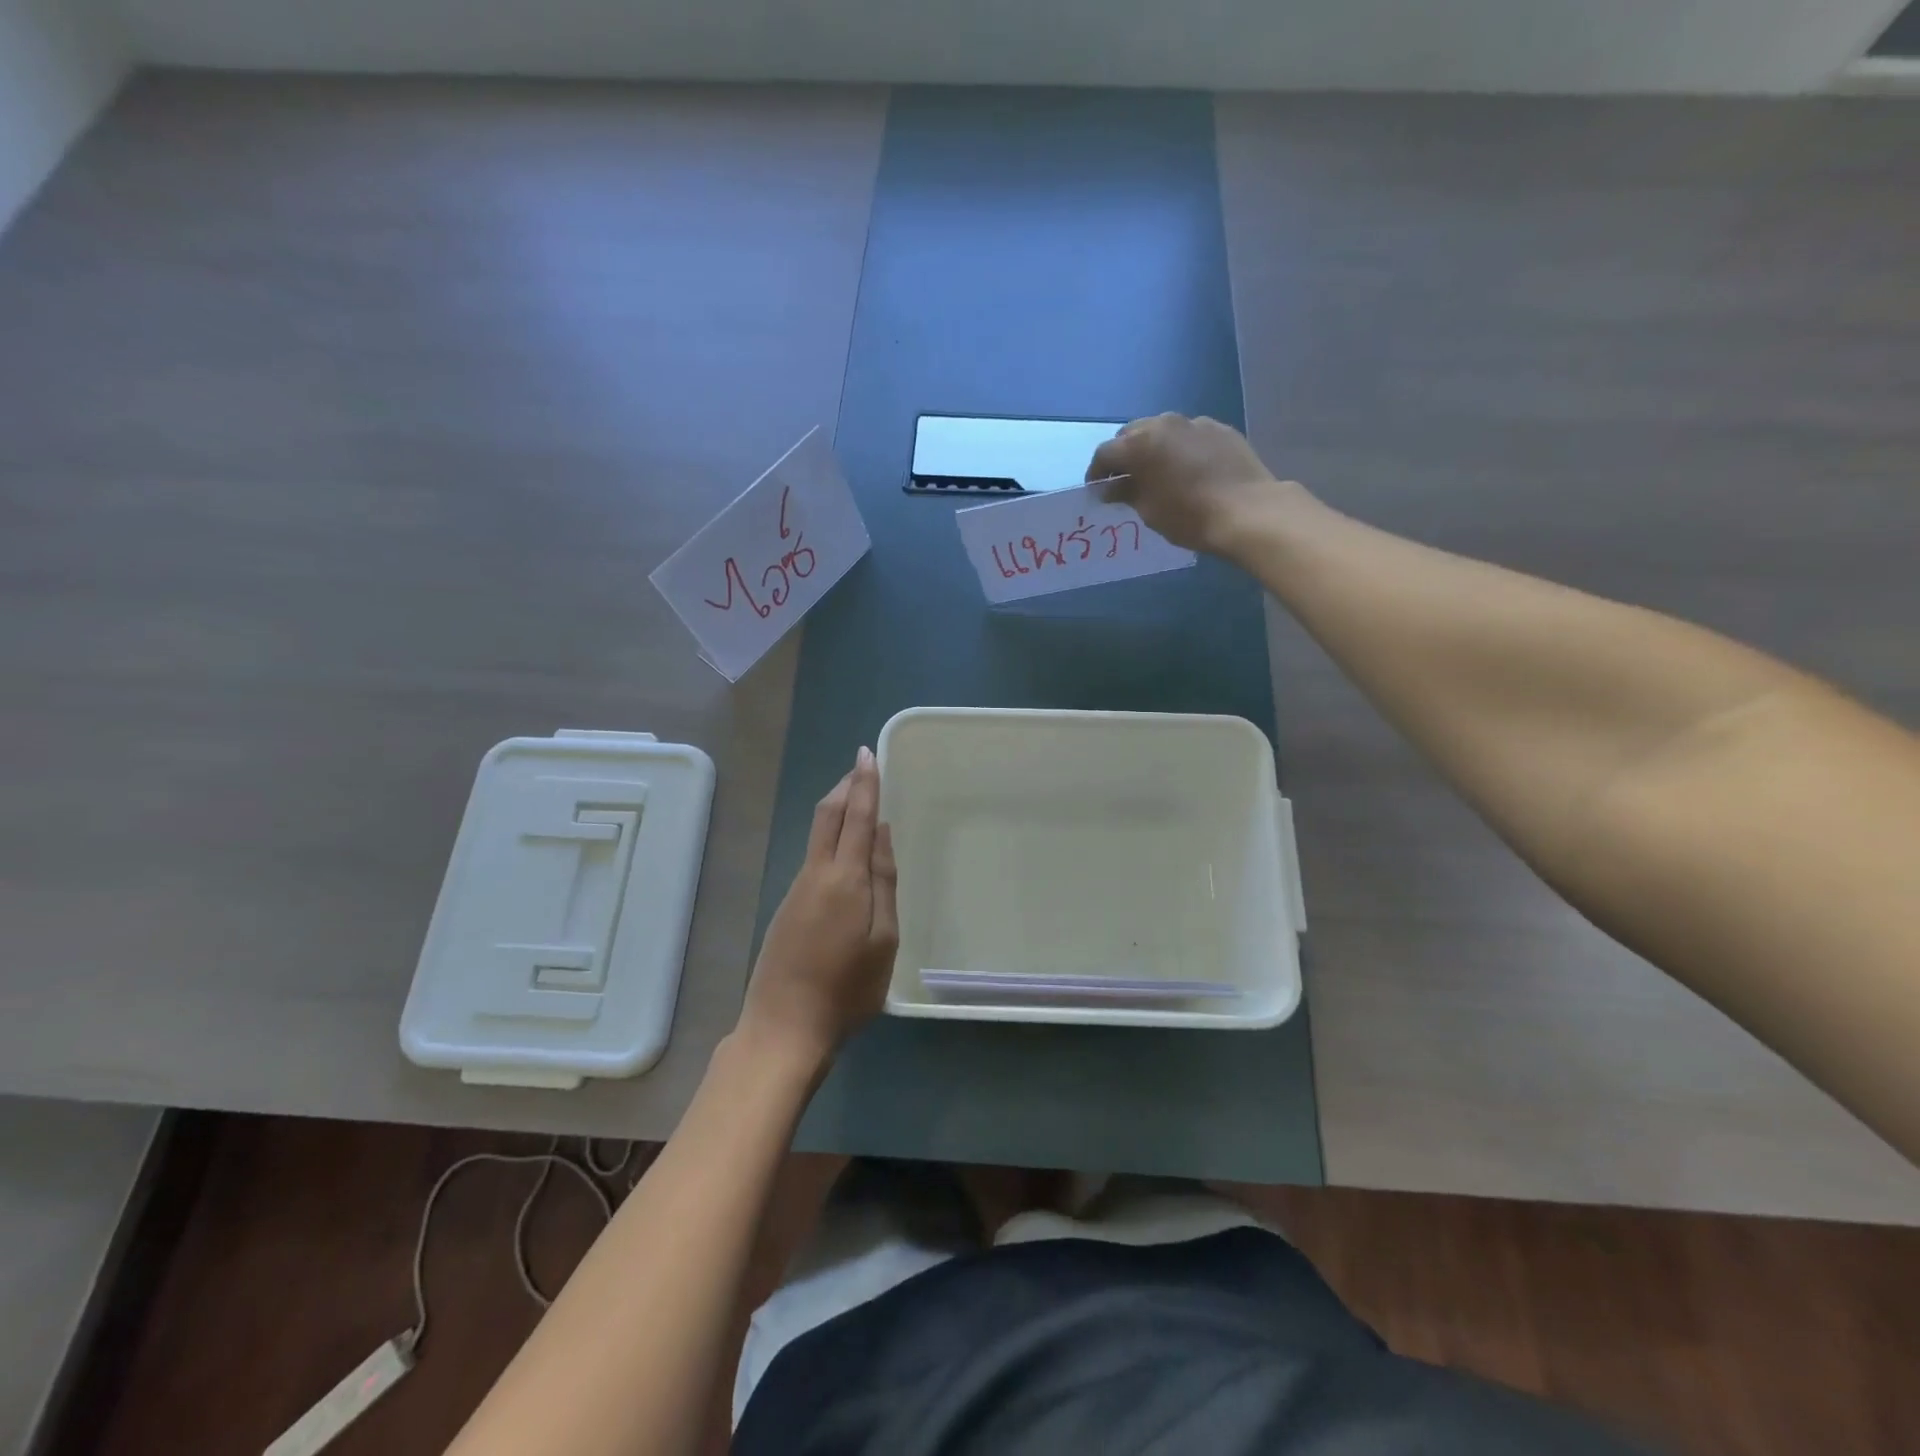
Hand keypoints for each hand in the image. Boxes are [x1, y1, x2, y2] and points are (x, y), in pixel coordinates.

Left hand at [738, 746, 898, 1064]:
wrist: (784, 1029)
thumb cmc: (847, 989)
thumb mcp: (883, 938)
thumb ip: (882, 881)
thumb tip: (881, 831)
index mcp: (843, 878)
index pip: (856, 816)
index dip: (864, 783)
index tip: (868, 753)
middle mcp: (815, 874)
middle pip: (827, 816)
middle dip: (845, 786)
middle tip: (862, 766)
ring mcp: (796, 890)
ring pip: (817, 834)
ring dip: (837, 809)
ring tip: (858, 798)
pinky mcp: (788, 907)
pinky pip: (813, 857)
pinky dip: (830, 836)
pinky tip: (843, 849)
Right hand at [1087, 413, 1304, 557]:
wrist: (1248, 511)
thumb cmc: (1189, 516)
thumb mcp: (1149, 510)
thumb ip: (1126, 493)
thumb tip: (1111, 487)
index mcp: (1140, 443)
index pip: (1106, 453)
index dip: (1097, 472)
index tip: (1097, 490)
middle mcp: (1165, 424)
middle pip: (1132, 434)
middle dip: (1123, 454)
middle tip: (1124, 479)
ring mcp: (1196, 423)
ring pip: (1162, 430)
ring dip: (1152, 447)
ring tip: (1156, 471)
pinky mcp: (1220, 430)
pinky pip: (1189, 435)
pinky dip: (1180, 448)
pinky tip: (1187, 469)